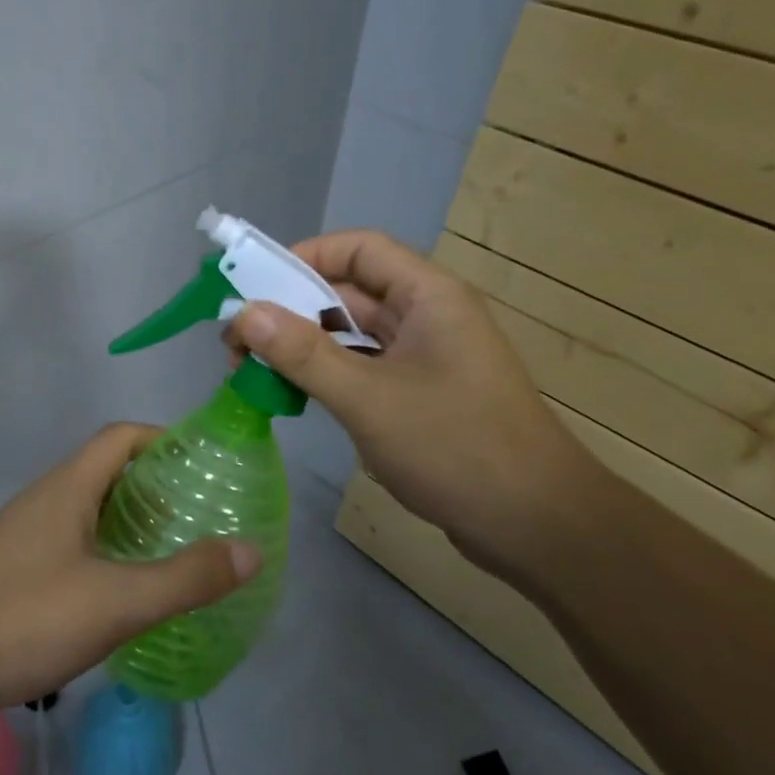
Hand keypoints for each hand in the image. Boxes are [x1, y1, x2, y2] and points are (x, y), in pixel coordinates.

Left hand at [0, 424, 260, 719]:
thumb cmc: (22, 618)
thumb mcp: (116, 602)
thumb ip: (185, 578)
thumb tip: (251, 550)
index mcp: (69, 487)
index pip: (121, 437)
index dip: (164, 440)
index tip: (203, 466)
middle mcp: (46, 498)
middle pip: (107, 470)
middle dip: (156, 485)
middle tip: (200, 515)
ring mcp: (25, 533)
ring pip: (89, 508)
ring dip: (130, 520)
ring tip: (172, 552)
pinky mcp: (13, 567)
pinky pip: (72, 540)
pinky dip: (106, 550)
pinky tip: (120, 591)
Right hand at [225, 230, 601, 582]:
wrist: (538, 526)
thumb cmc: (456, 447)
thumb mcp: (368, 398)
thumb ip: (303, 354)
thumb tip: (242, 313)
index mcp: (428, 296)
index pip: (358, 249)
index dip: (304, 256)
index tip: (253, 286)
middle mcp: (427, 316)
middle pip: (349, 291)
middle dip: (291, 309)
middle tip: (237, 341)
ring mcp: (426, 358)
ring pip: (353, 334)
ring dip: (304, 346)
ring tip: (252, 369)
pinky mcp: (421, 394)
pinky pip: (363, 368)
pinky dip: (327, 375)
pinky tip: (293, 395)